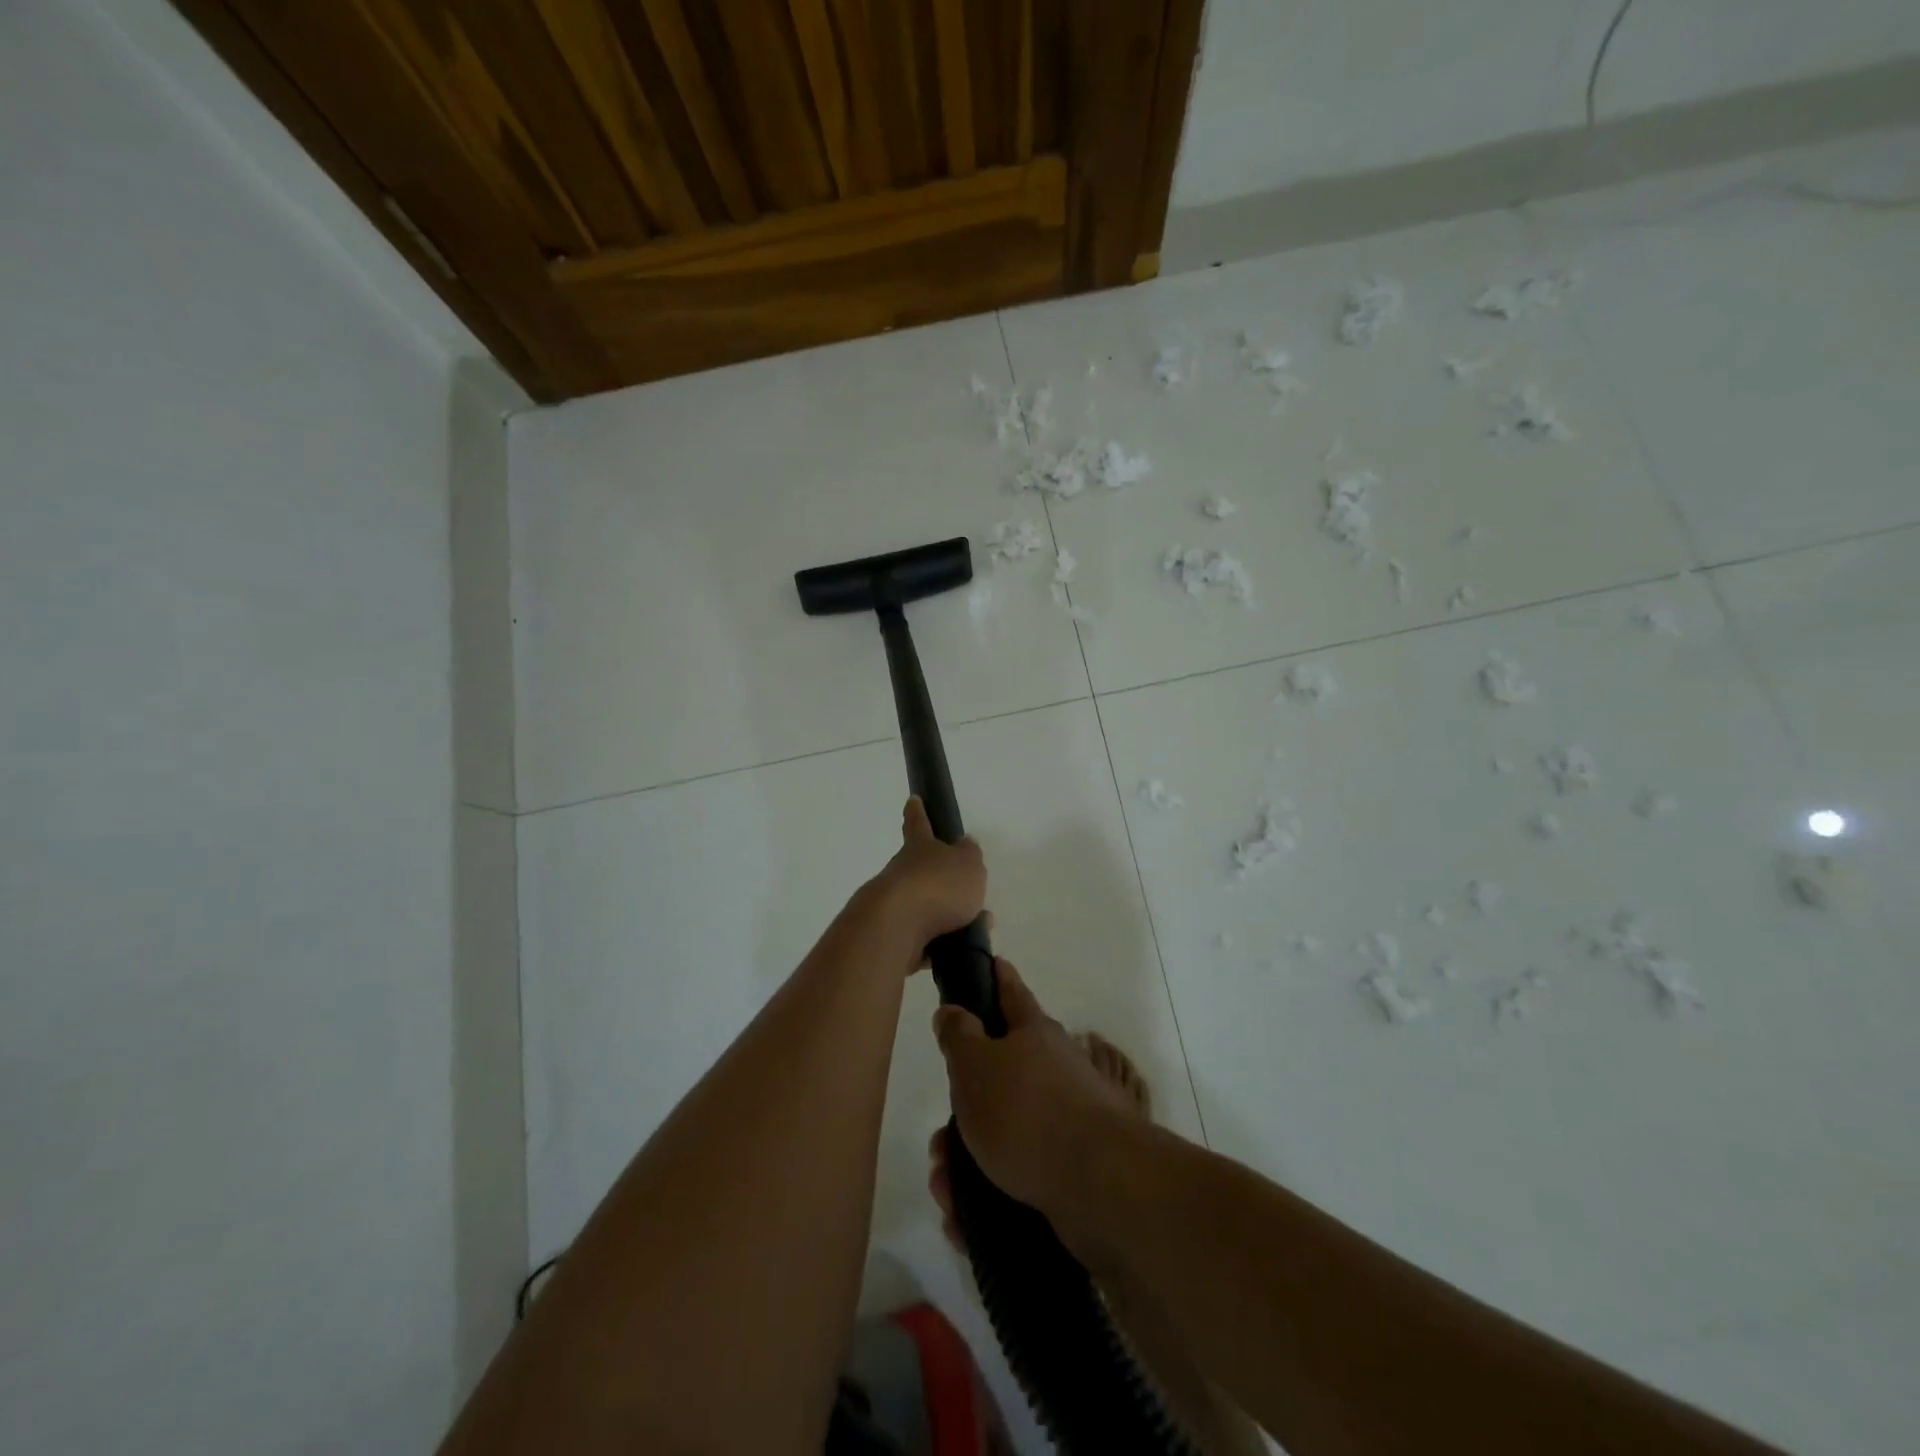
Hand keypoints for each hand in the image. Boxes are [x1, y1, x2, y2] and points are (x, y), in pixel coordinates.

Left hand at [862, 797, 986, 952]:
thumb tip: (965, 845)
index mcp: (919, 848)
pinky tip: (957, 953)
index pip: (918, 824)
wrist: (896, 928)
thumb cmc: (937, 886)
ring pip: (926, 908)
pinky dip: (939, 945)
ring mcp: (895, 905)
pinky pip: (922, 940)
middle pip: (924, 871)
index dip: (918, 812)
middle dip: (945, 881)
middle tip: (970, 893)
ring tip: (977, 928)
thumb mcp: (968, 864)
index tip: (912, 800)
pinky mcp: (893, 937)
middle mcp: (902, 872)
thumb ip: (969, 855)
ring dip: (949, 917)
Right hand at [932, 959, 1138, 1235]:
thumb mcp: (975, 1065)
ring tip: (946, 1190)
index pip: (1009, 990)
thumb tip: (953, 1010)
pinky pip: (1015, 1177)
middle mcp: (1052, 1069)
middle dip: (962, 1108)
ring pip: (1002, 1133)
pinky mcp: (1067, 1170)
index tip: (988, 962)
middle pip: (997, 1074)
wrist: (1101, 1187)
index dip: (994, 975)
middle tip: (938, 1141)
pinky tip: (964, 1222)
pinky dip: (987, 1196)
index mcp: (1033, 1033)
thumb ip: (958, 1035)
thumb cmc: (1027, 1112)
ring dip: (966, 1160)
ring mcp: (1063, 1120)